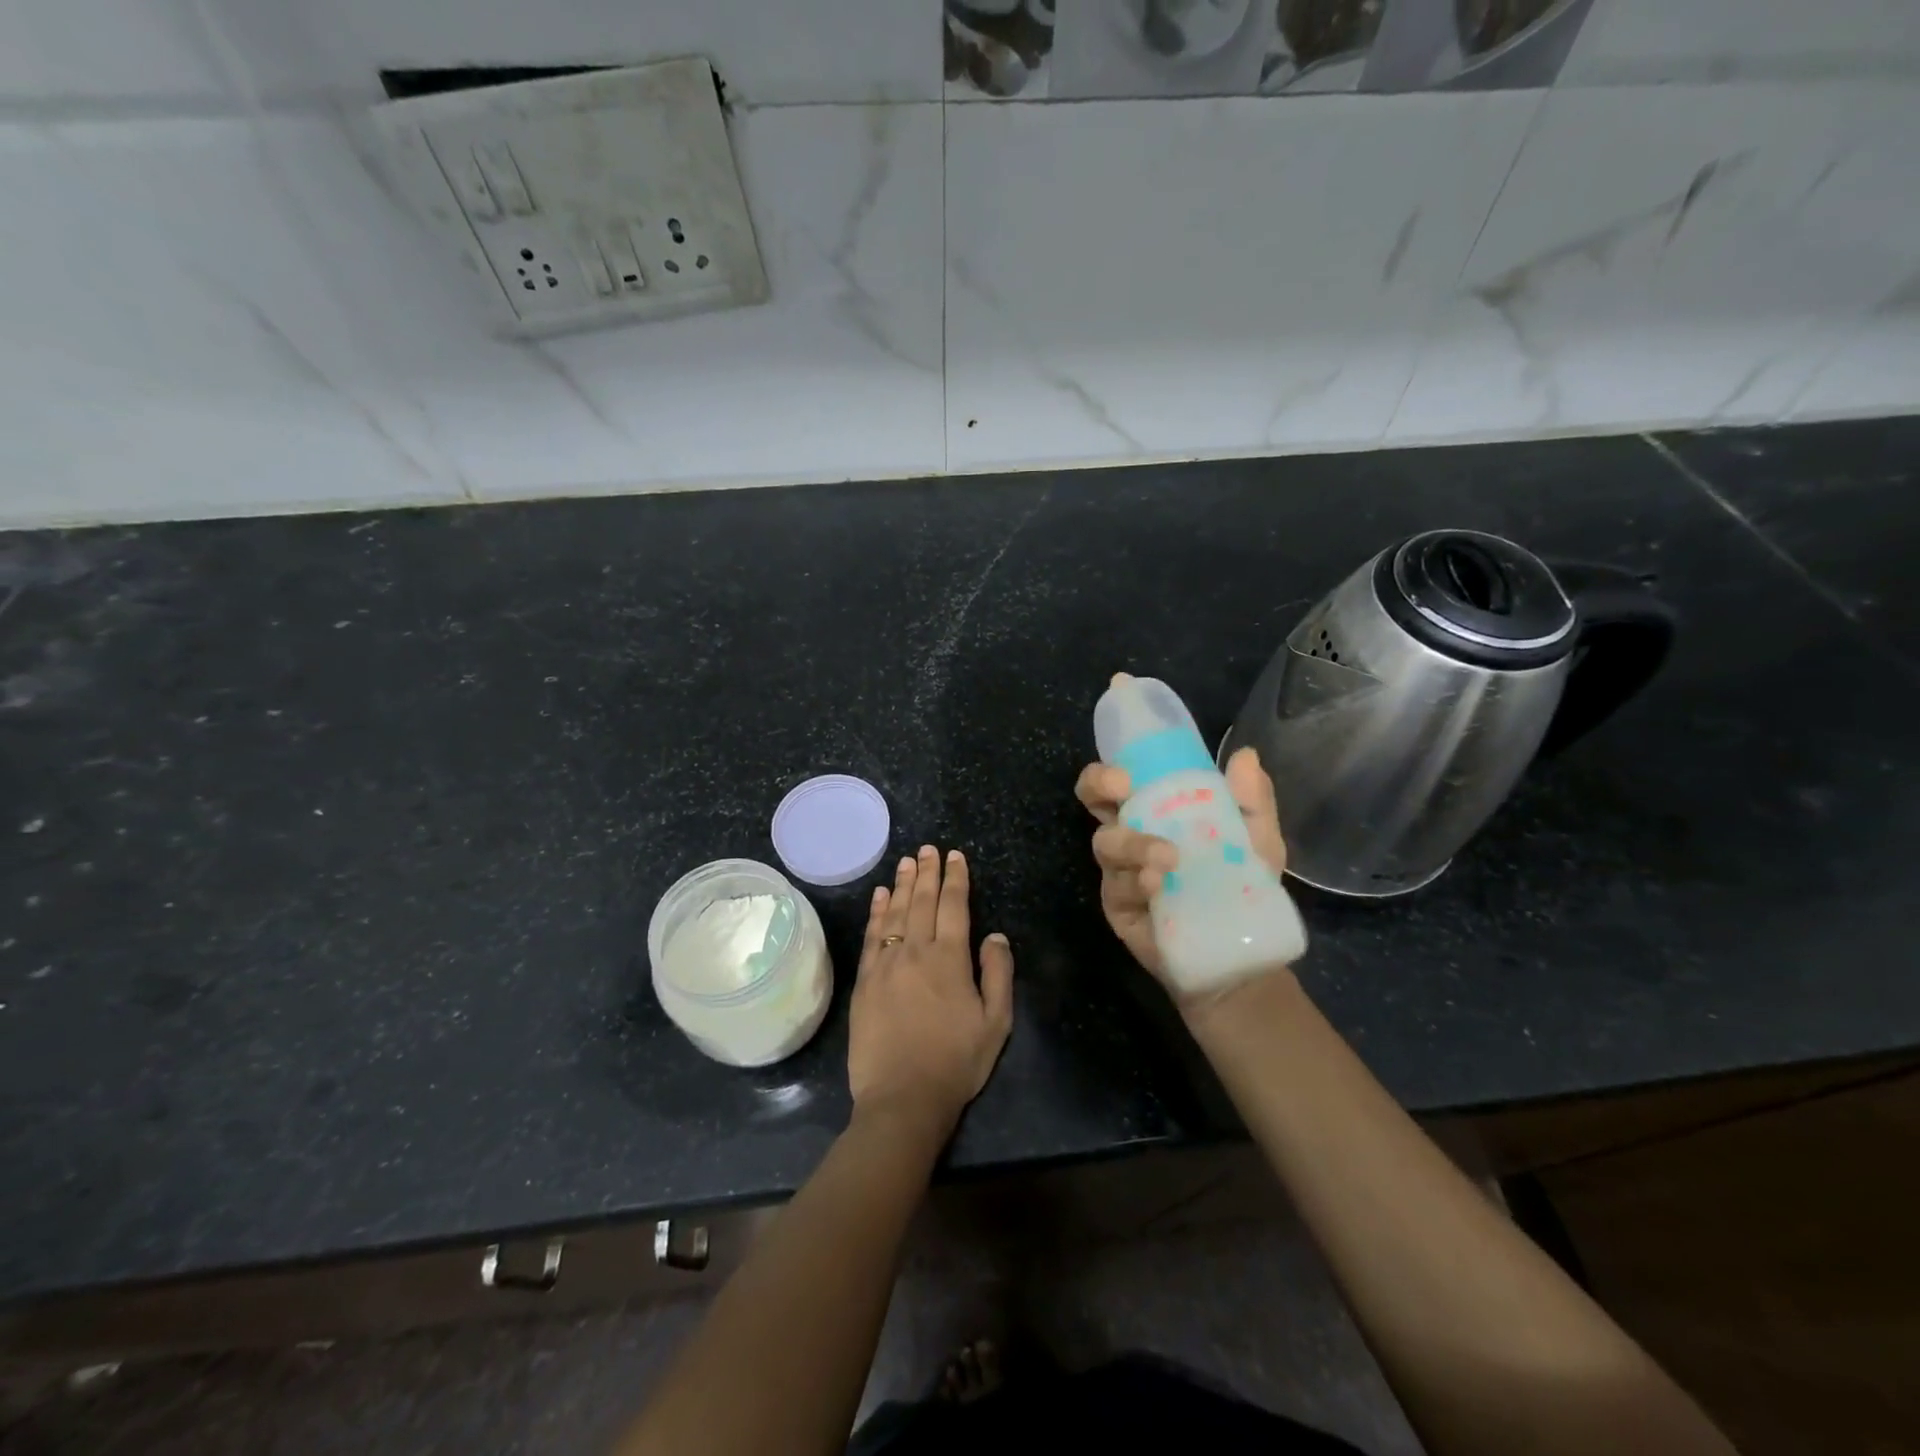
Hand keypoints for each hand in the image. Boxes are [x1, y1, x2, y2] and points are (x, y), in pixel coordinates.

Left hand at [848, 846, 1014, 1137]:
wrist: (902, 1098)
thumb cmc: (956, 1062)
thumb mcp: (996, 1023)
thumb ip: (998, 973)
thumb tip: (995, 935)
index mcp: (950, 959)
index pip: (954, 906)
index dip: (955, 878)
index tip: (955, 856)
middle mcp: (916, 951)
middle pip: (922, 901)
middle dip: (927, 872)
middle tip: (928, 848)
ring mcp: (886, 964)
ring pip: (895, 913)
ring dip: (902, 884)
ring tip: (906, 861)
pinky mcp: (865, 980)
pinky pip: (872, 935)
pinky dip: (876, 912)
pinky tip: (879, 895)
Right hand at [1074, 745, 1288, 988]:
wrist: (1240, 954)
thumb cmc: (1243, 888)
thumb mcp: (1258, 841)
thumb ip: (1253, 802)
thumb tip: (1245, 754)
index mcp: (1157, 812)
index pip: (1122, 780)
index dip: (1112, 768)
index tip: (1127, 772)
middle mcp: (1131, 835)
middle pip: (1093, 800)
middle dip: (1098, 787)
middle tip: (1121, 791)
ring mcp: (1120, 872)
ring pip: (1106, 844)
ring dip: (1133, 843)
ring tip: (1167, 859)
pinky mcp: (1118, 906)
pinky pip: (1116, 887)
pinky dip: (1136, 882)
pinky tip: (1157, 887)